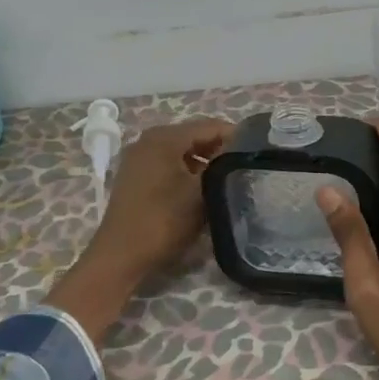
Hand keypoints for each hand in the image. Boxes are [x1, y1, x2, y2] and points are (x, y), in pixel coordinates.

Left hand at [50, 116, 230, 339]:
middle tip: (244, 165)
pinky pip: (168, 163)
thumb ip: (221, 164)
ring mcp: (139, 157)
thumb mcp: (202, 191)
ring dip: (204, 160)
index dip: (236, 136)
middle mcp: (149, 139)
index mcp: (165, 137)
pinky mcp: (135, 175)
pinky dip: (187, 169)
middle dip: (220, 148)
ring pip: (181, 150)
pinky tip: (201, 187)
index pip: (209, 126)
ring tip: (227, 178)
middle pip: (194, 135)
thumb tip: (237, 151)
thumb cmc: (165, 219)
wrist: (122, 254)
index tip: (256, 152)